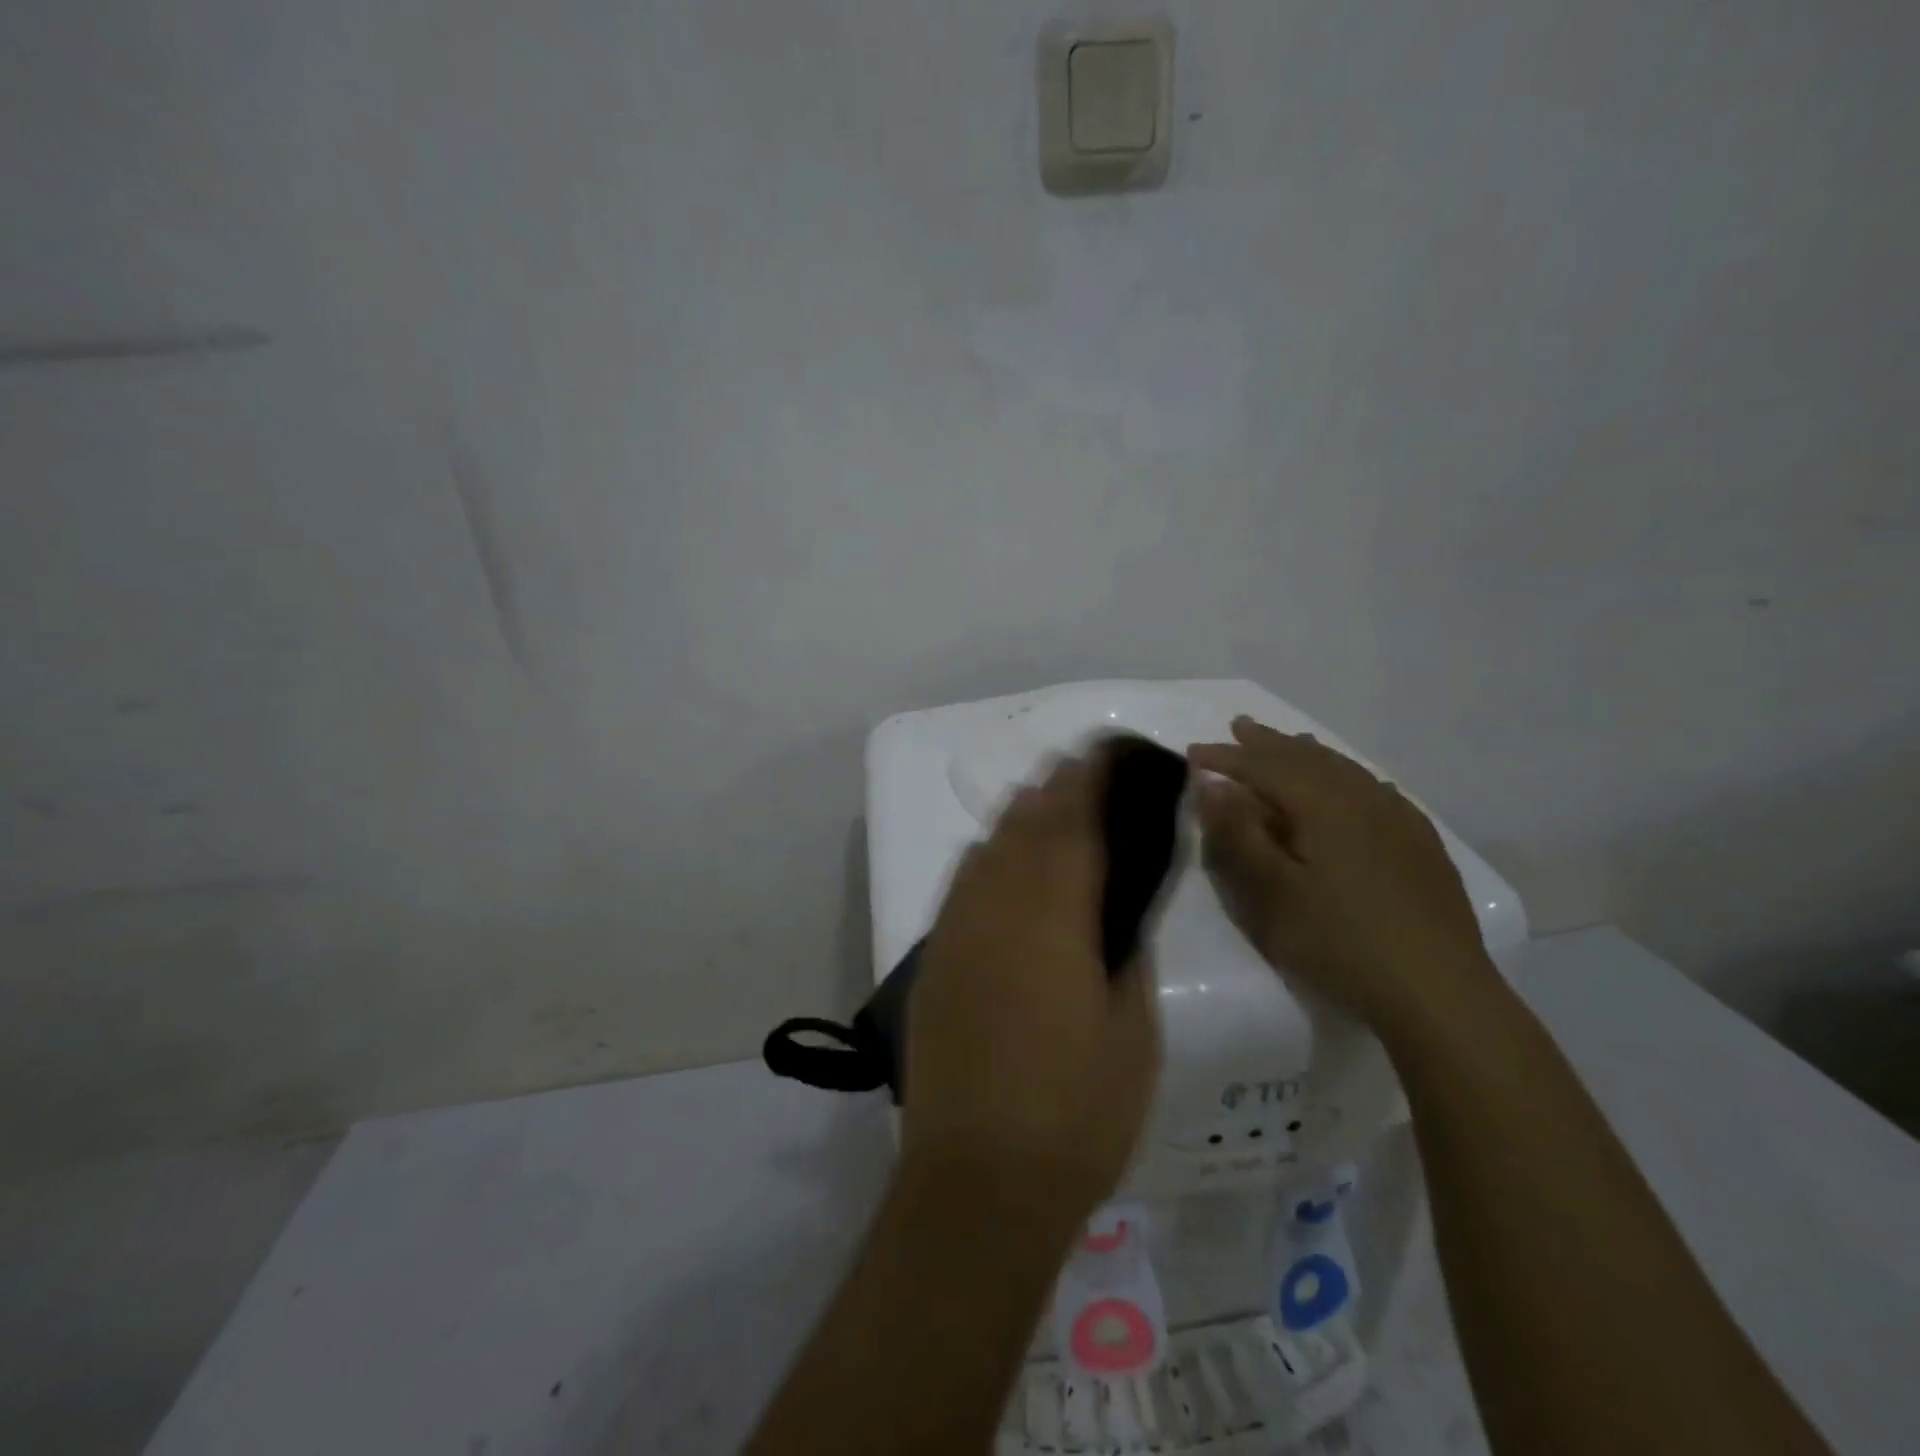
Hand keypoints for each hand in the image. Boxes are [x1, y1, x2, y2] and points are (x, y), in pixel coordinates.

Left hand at [902, 749, 1160, 1227]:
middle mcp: (995, 909)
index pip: (1071, 827)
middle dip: (1051, 788)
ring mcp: (956, 932)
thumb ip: (1125, 951)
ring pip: (986, 848)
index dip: (1086, 782)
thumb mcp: (1131, 1032)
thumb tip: (1120, 906)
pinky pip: (961, 883)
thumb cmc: (1076, 1113)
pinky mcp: (934, 960)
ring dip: (1016, 816)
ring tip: (1043, 800)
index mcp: (1052, 919)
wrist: (978, 1179)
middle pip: (1023, 826)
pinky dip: (986, 855)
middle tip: (1078, 767)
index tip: (1102, 754)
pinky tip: (1001, 860)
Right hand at [1189, 717, 1496, 1033]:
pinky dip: (1346, 774)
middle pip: (1306, 758)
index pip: (1264, 767)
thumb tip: (1213, 786)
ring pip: (1344, 769)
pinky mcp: (1420, 843)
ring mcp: (1398, 819)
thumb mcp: (1272, 894)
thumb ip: (1238, 835)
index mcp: (1323, 805)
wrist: (1439, 992)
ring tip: (1287, 742)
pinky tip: (1350, 783)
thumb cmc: (1340, 942)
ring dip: (1307, 753)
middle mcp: (1363, 798)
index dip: (1226, 758)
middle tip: (1238, 726)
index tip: (1192, 753)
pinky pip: (1374, 788)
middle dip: (1267, 743)